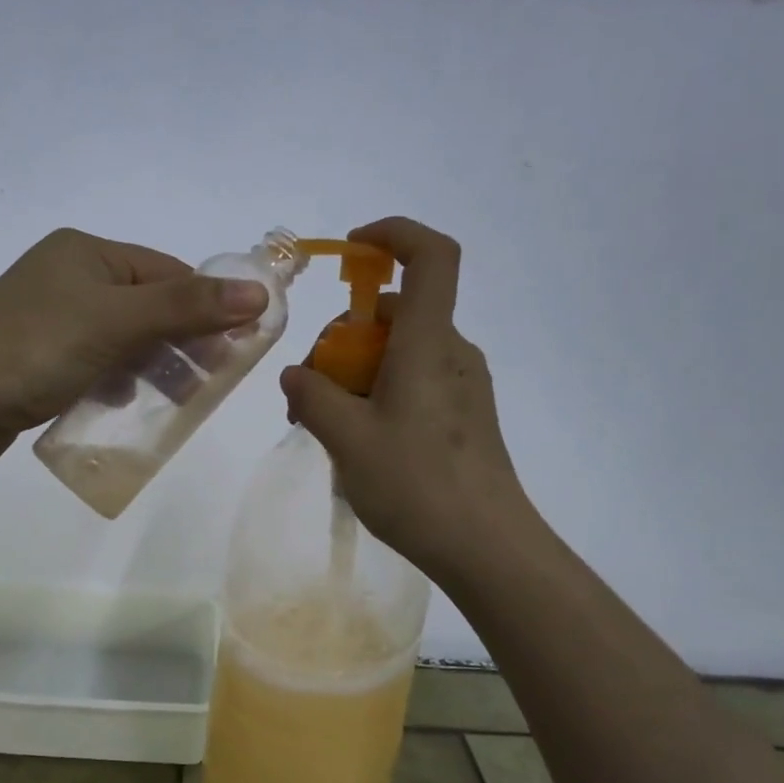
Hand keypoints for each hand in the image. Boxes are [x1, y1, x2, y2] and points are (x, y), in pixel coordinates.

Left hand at [0, 228, 268, 472]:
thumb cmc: (37, 346)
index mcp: (87, 253)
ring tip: (173, 400)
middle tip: (209, 382)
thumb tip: (260, 293)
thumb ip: (187, 306)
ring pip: (122, 341)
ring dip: (150, 368)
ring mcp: (50, 320)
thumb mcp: (118, 320)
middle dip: (181, 343)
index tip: (234, 348)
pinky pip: (94, 366)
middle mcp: (68, 278)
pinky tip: (117, 405)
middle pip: (147, 307)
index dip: (205, 307)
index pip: (167, 273)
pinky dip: (114, 383)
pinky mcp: (37, 359)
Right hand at [279, 217, 529, 579]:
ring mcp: (462, 383)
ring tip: (326, 426)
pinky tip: (359, 441)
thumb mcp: (347, 440)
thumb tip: (296, 374)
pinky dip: (379, 392)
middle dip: (343, 339)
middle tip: (309, 392)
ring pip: (399, 351)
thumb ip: (313, 396)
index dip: (393, 235)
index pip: (430, 256)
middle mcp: (451, 351)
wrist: (487, 547)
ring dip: (356, 372)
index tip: (351, 251)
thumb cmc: (417, 485)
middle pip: (394, 313)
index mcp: (428, 343)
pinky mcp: (465, 413)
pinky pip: (414, 380)